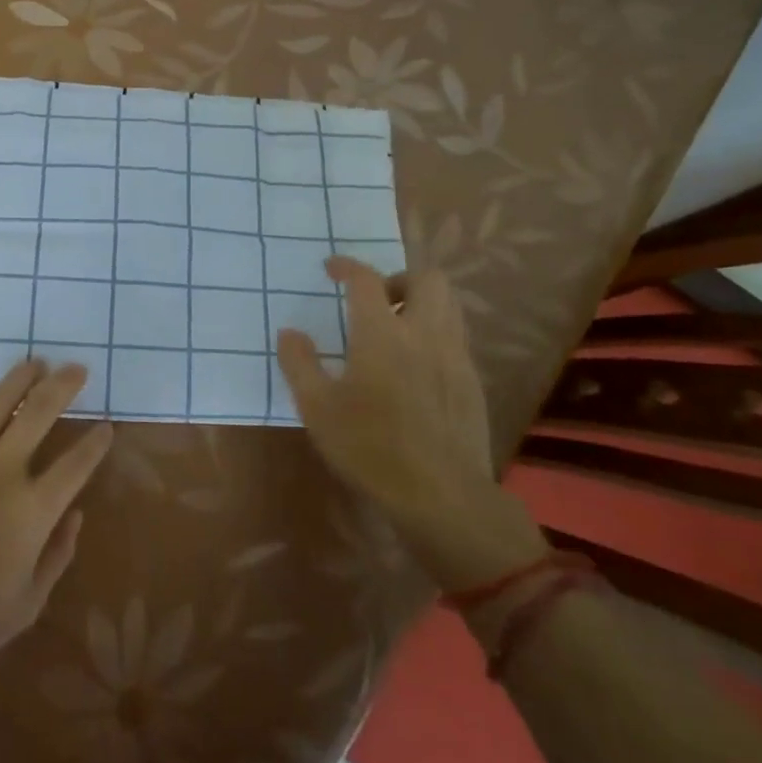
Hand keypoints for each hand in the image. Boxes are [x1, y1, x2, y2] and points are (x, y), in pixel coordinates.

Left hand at [0, 360, 113, 697]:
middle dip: (63, 386)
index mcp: (33, 511)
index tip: (106, 426)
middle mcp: (2, 473)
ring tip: (35, 362)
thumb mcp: (27, 606)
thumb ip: (57, 556)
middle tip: (77, 368)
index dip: (96, 443)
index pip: (76, 464)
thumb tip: (75, 515)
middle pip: (40, 413)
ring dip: (19, 379)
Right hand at [277, 257, 545, 590]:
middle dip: (399, 278)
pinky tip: (417, 367)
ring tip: (397, 330)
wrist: (442, 496)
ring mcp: (455, 357)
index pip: (367, 279)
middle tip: (376, 301)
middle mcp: (424, 333)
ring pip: (449, 305)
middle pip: (427, 278)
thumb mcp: (318, 408)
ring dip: (422, 303)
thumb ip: (299, 364)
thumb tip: (289, 333)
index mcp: (382, 334)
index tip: (332, 268)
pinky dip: (436, 334)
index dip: (348, 266)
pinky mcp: (472, 382)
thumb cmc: (370, 448)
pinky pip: (457, 338)